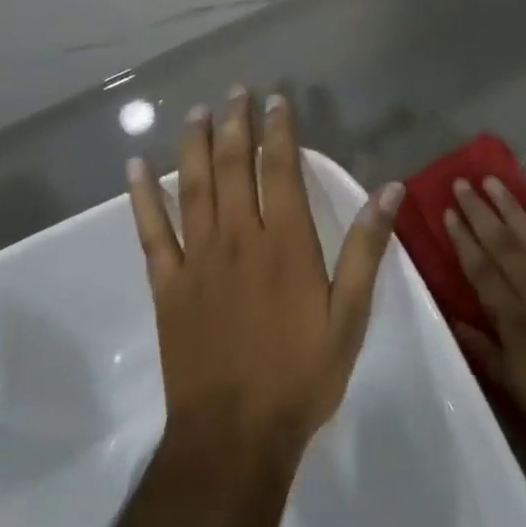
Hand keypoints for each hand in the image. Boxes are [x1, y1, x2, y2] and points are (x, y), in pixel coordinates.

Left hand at [127, 89, 402, 450]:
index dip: (277, 131)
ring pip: (192, 187)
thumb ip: (367, 249)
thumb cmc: (301, 374)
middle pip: (232, 167)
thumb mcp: (350, 315)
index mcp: (286, 243)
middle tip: (233, 91)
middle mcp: (239, 238)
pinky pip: (152, 232)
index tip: (275, 101)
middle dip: (233, 124)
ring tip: (195, 111)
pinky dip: (142, 197)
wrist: (235, 435)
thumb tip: (389, 189)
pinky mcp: (168, 286)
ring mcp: (198, 260)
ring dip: (193, 145)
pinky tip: (135, 168)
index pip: (279, 169)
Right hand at [444, 178, 525, 471]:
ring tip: (494, 181)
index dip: (463, 240)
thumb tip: (456, 321)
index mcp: (516, 319)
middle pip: (505, 244)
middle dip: (481, 212)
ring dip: (513, 207)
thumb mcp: (519, 392)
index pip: (481, 270)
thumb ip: (486, 353)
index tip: (448, 212)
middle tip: (462, 182)